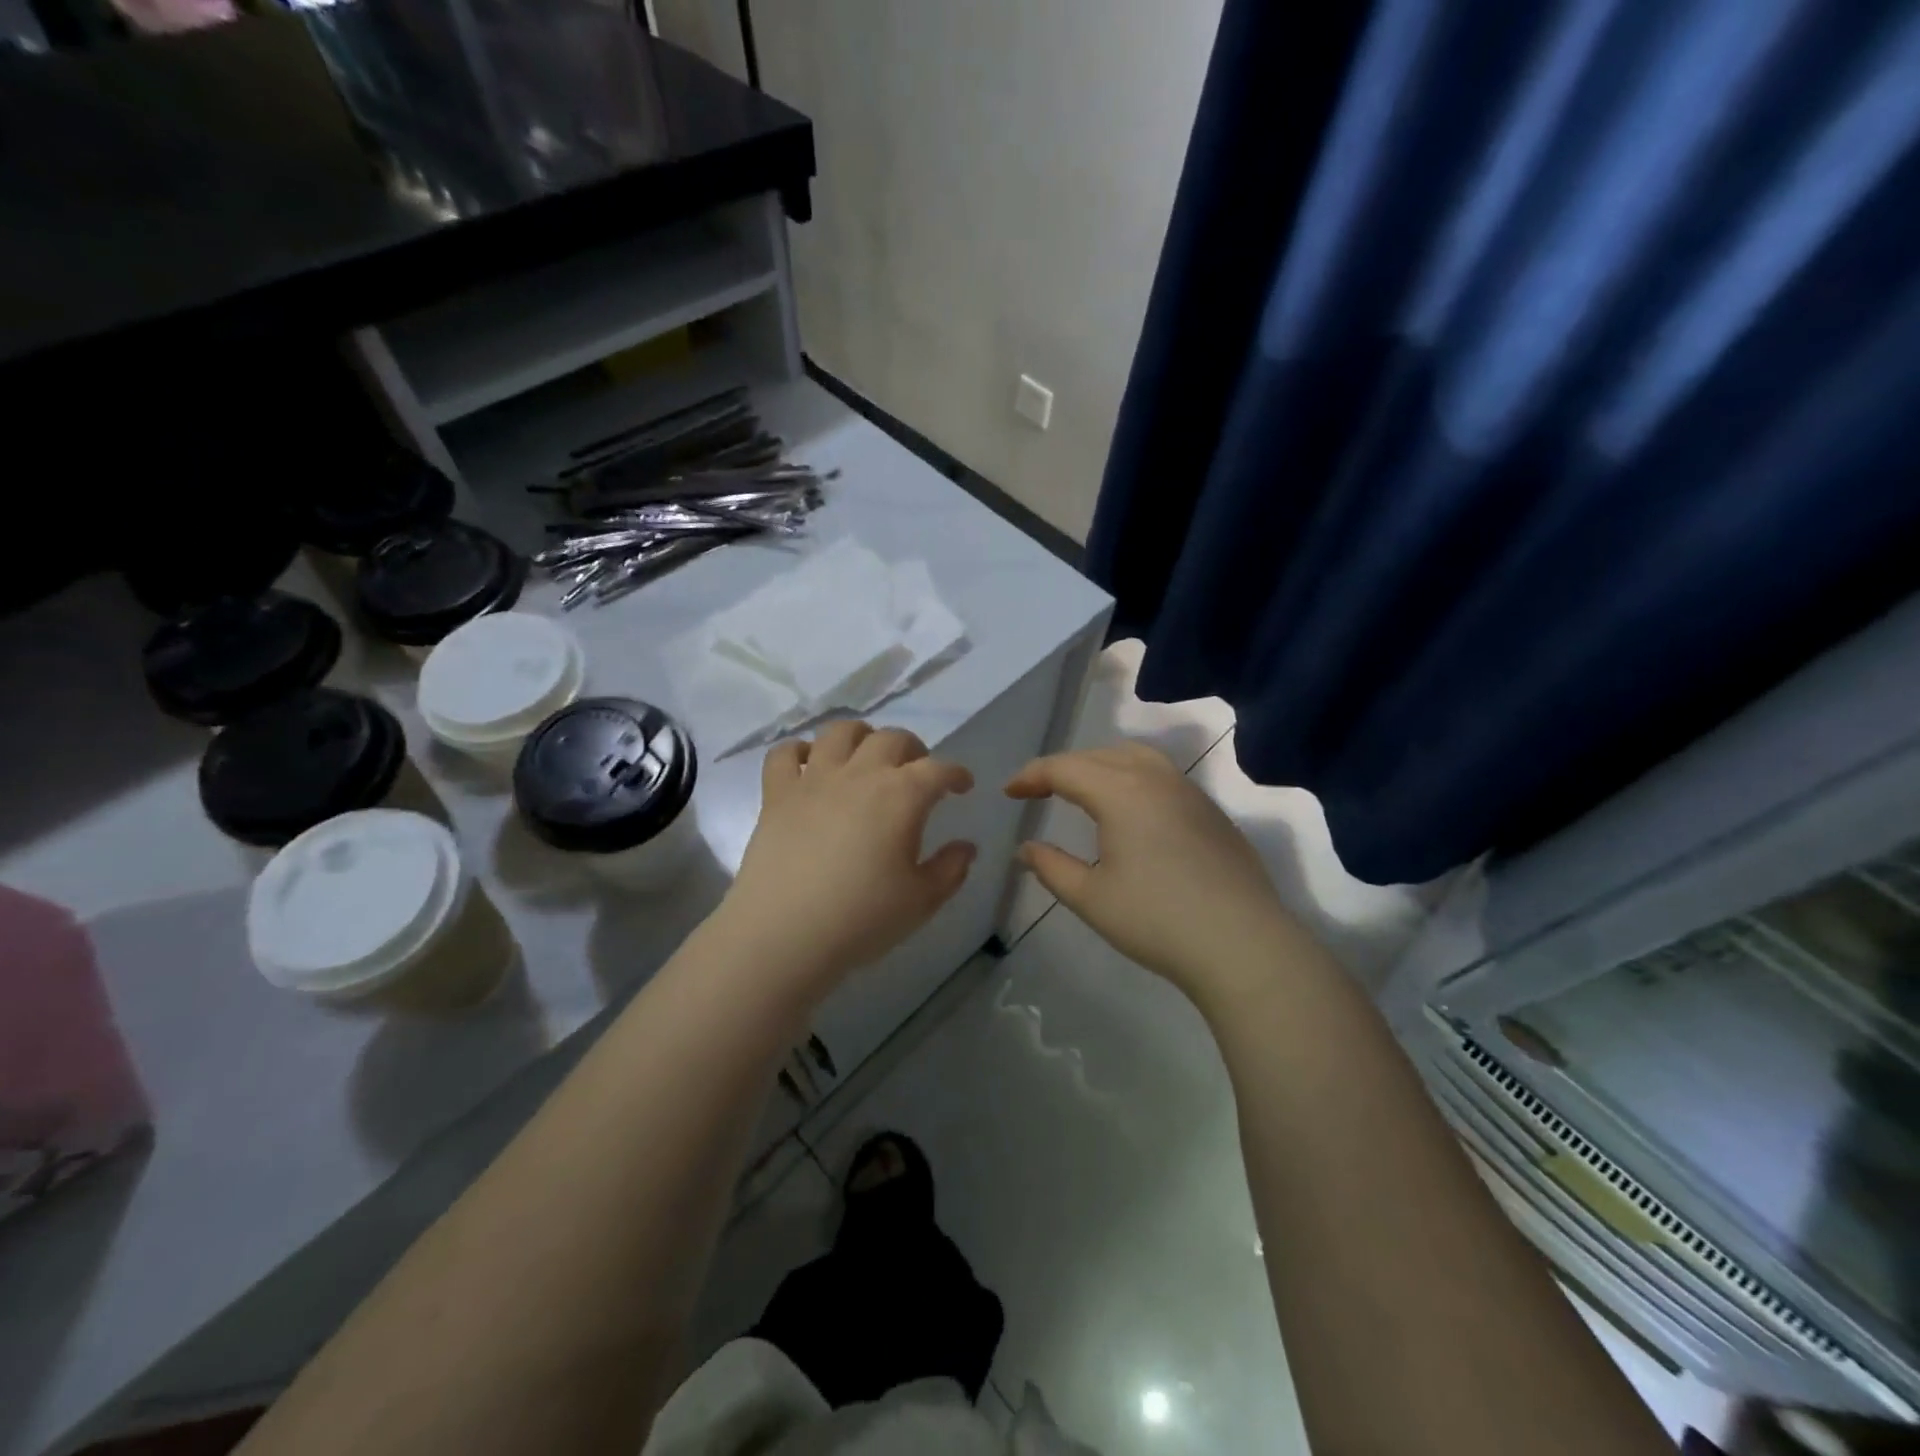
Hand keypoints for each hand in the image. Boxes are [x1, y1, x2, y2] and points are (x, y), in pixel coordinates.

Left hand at [718, 721, 976, 989]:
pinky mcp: (777, 794)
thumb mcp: (921, 901)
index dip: (956, 773)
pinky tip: (808, 764)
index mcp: (901, 796)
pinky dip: (798, 751)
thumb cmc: (862, 919)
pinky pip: (784, 754)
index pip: (938, 769)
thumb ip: (950, 869)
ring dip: (860, 735)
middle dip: (913, 749)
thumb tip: (966, 847)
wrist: (785, 933)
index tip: (963, 785)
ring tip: (866, 754)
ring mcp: (814, 779)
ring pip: (839, 732)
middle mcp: (860, 774)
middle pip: (891, 739)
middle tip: (917, 770)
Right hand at [1005, 742, 1298, 1000]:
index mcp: (1121, 792)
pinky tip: (1131, 810)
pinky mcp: (1212, 812)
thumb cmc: (1157, 921)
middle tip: (1039, 791)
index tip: (1009, 792)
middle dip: (1063, 768)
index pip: (1064, 768)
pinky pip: (1162, 775)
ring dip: (1101, 765)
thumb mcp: (1091, 898)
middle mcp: (1156, 778)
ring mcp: (1190, 792)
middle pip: (1099, 755)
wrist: (1243, 945)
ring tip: (1083, 789)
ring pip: (1136, 757)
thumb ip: (1052, 867)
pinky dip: (1133, 777)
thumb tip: (1025, 849)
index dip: (1031, 776)